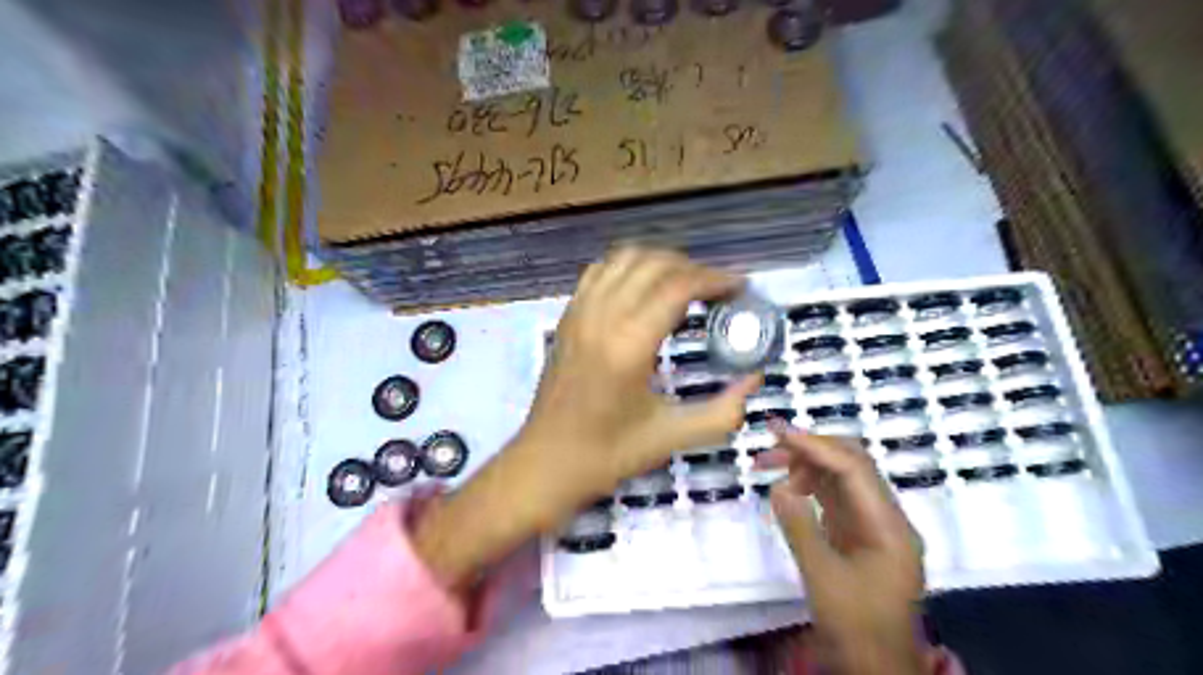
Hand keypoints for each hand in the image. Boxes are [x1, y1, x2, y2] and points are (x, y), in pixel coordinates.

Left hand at [517, 251, 759, 519]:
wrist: (547, 462)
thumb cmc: (609, 453)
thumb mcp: (673, 437)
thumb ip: (723, 411)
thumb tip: (755, 379)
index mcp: (629, 344)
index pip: (678, 286)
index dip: (714, 279)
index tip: (739, 287)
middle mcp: (602, 317)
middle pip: (654, 265)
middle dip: (693, 268)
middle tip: (717, 289)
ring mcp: (579, 312)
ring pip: (624, 259)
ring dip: (660, 262)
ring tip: (684, 283)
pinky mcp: (567, 317)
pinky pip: (600, 271)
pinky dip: (628, 267)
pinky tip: (642, 287)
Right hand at [759, 421, 928, 674]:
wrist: (877, 669)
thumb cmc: (855, 628)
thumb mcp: (822, 579)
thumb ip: (800, 528)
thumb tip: (778, 486)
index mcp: (889, 527)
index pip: (854, 470)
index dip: (815, 446)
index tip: (779, 434)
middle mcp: (887, 518)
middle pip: (853, 465)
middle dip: (811, 449)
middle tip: (770, 445)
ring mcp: (874, 526)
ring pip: (842, 478)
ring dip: (807, 465)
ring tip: (769, 466)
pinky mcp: (860, 535)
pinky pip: (836, 498)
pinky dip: (810, 486)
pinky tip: (787, 486)